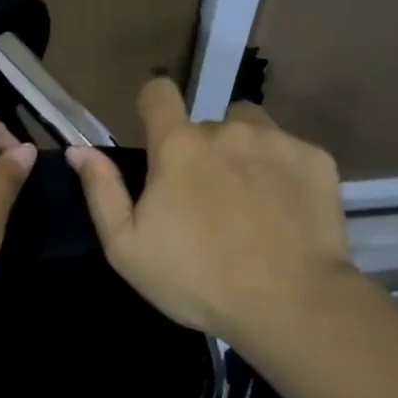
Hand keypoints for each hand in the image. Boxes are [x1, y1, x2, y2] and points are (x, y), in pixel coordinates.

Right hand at [69, 78, 351, 352]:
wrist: (292, 304)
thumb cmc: (198, 280)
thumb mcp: (128, 249)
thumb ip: (102, 192)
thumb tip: (80, 150)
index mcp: (178, 146)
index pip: (159, 93)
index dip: (154, 106)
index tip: (157, 134)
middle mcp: (227, 130)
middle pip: (207, 126)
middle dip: (202, 153)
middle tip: (207, 203)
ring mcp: (277, 141)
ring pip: (250, 130)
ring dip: (243, 153)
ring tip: (249, 201)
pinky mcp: (316, 160)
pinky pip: (290, 152)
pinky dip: (283, 174)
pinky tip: (284, 213)